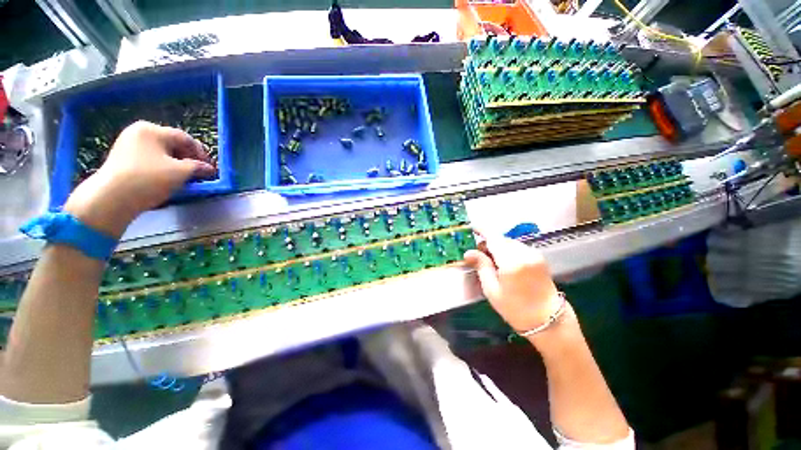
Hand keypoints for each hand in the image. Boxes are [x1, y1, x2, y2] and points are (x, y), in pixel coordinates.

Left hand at [64, 121, 216, 237]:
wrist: (111, 198)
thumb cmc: (149, 179)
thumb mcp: (180, 172)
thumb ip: (198, 168)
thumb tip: (209, 169)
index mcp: (152, 130)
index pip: (185, 138)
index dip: (201, 153)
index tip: (209, 168)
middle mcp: (138, 132)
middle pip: (172, 144)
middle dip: (187, 159)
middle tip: (197, 174)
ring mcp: (127, 144)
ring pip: (160, 152)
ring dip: (175, 164)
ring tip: (183, 178)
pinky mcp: (121, 158)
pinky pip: (148, 159)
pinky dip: (161, 167)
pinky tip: (165, 179)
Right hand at [464, 236, 561, 332]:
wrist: (548, 320)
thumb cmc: (515, 308)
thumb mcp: (492, 290)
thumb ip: (481, 266)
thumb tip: (469, 252)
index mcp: (512, 262)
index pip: (494, 238)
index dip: (482, 230)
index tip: (472, 227)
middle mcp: (524, 253)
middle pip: (501, 239)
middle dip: (488, 242)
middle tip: (478, 253)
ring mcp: (534, 254)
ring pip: (510, 242)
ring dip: (498, 246)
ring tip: (490, 260)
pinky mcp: (539, 258)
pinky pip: (518, 247)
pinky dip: (508, 250)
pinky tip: (504, 262)